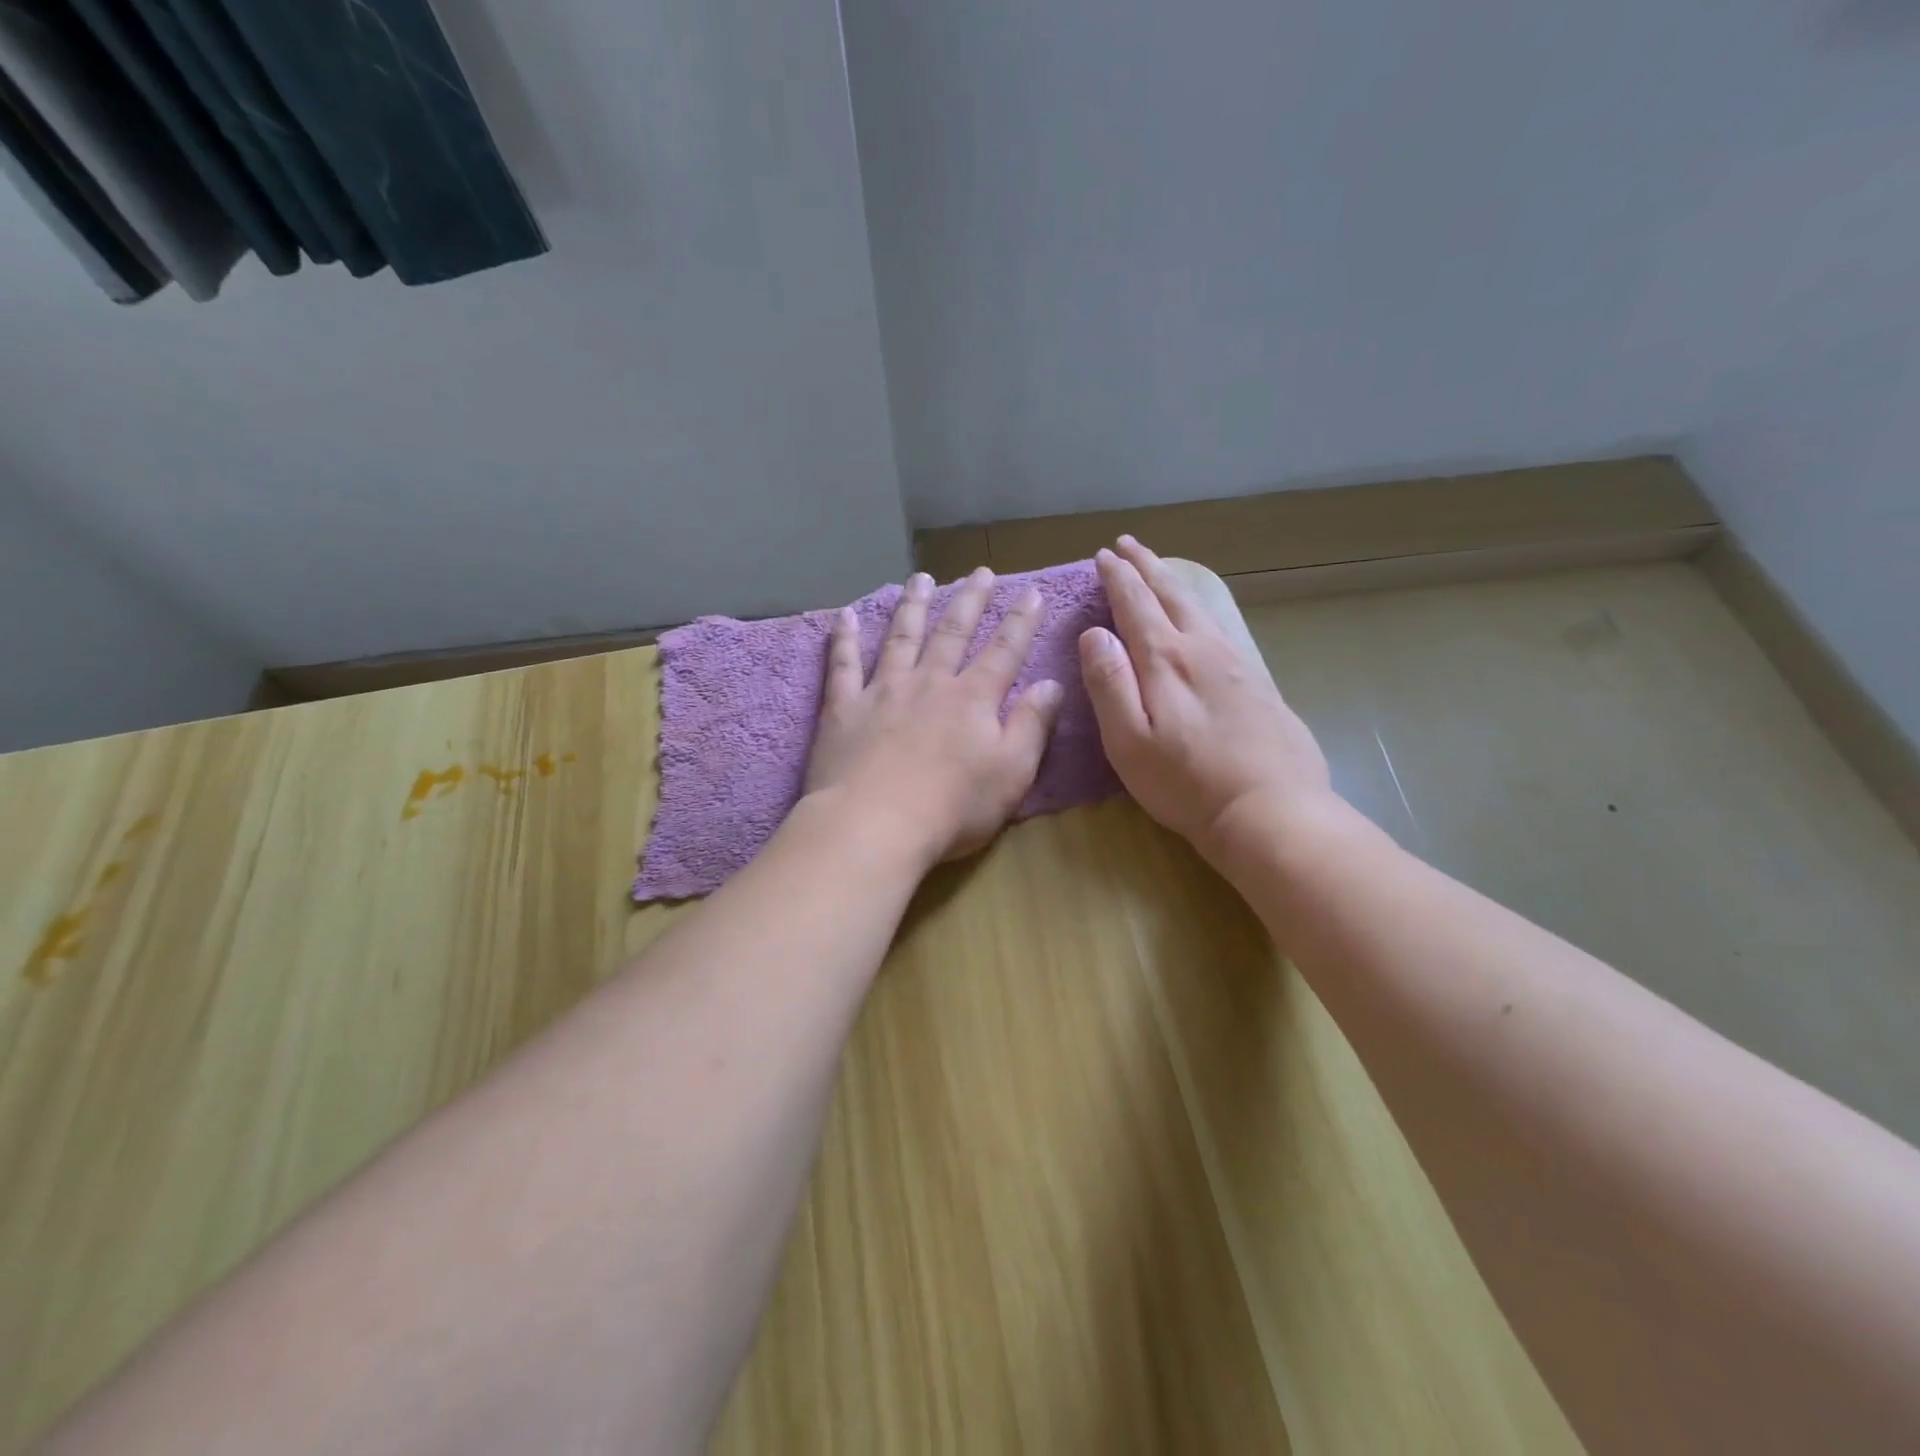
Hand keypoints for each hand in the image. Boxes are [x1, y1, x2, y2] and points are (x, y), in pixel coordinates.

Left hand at [804, 567, 1064, 868]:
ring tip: (921, 579)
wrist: (875, 824)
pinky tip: (844, 616)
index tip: (1031, 591)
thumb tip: (1051, 684)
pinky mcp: (844, 708)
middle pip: (952, 632)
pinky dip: (844, 638)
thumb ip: (1032, 725)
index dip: (1021, 620)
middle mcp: (929, 682)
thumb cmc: (953, 807)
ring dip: (913, 606)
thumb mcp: (1012, 772)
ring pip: (901, 637)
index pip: (1004, 650)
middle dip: (970, 600)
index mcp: (973, 698)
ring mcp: (883, 690)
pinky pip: (843, 664)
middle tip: (980, 572)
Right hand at [1079, 536, 1335, 861]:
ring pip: (1199, 609)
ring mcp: (1236, 664)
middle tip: (1128, 544)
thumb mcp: (1129, 741)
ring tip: (1159, 570)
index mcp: (1166, 661)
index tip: (1103, 555)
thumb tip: (1094, 634)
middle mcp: (1203, 650)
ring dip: (1173, 583)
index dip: (1118, 578)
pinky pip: (1220, 629)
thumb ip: (1109, 683)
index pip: (1136, 605)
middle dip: (1146, 567)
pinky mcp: (1258, 684)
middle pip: (1171, 595)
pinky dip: (1200, 610)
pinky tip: (1201, 619)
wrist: (1270, 810)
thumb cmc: (1186, 783)